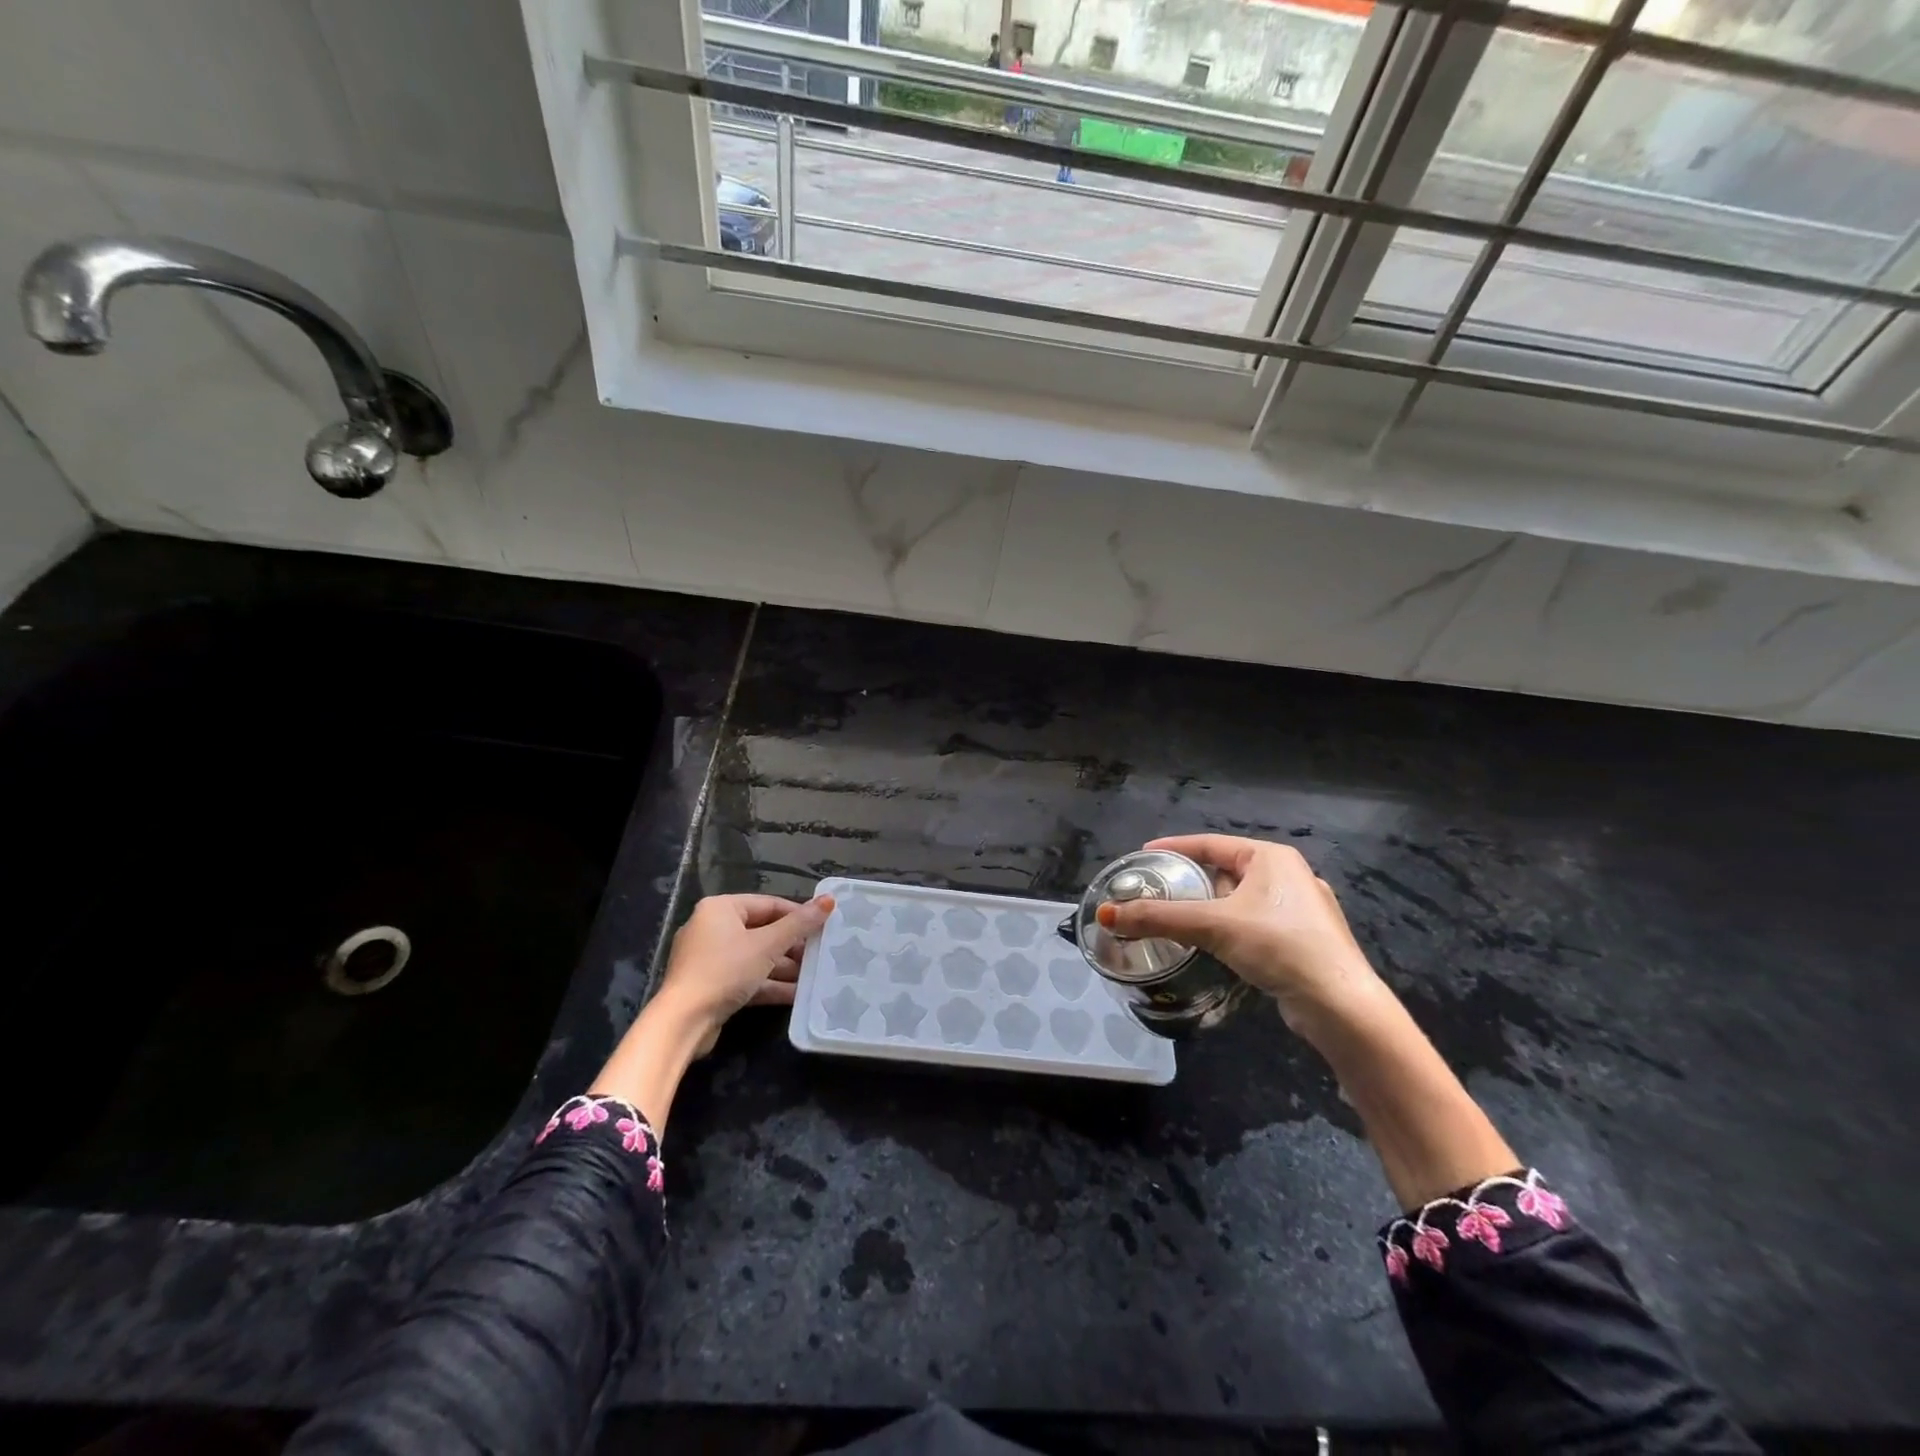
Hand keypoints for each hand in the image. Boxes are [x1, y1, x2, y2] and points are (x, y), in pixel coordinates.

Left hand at [655, 893, 834, 1055]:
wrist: (683, 1022)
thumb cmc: (725, 971)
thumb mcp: (768, 945)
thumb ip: (799, 924)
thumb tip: (829, 900)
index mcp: (721, 908)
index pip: (769, 904)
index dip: (798, 915)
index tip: (824, 926)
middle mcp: (712, 928)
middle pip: (762, 931)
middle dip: (792, 946)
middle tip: (821, 954)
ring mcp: (710, 959)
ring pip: (755, 957)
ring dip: (784, 968)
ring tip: (815, 976)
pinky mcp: (711, 985)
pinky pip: (746, 977)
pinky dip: (769, 984)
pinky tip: (797, 994)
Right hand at [1096, 835, 1381, 1038]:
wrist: (1339, 1005)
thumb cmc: (1278, 945)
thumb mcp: (1214, 925)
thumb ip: (1160, 917)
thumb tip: (1105, 915)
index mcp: (1271, 857)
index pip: (1211, 843)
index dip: (1174, 848)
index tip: (1144, 856)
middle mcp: (1288, 875)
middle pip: (1224, 870)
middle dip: (1189, 880)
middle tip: (1155, 889)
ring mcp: (1299, 909)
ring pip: (1238, 899)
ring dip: (1207, 906)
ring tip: (1174, 916)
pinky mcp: (1302, 940)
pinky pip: (1252, 922)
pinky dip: (1226, 926)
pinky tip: (1211, 942)